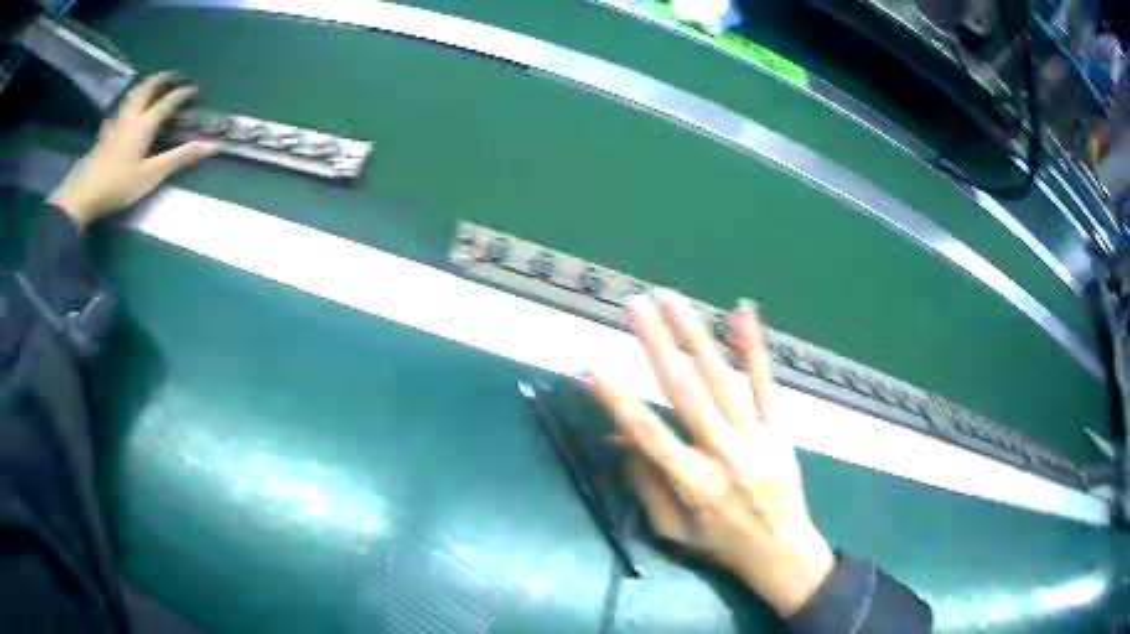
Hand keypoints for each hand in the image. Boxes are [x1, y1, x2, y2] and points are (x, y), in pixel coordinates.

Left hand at [48, 72, 216, 228]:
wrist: (82, 195)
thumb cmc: (117, 185)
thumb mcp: (150, 176)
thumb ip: (178, 159)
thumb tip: (211, 145)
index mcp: (145, 123)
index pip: (168, 101)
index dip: (183, 93)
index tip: (194, 90)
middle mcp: (131, 116)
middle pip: (149, 87)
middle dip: (164, 79)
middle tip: (174, 76)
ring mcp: (116, 123)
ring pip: (133, 93)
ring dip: (147, 84)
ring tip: (153, 84)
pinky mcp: (106, 133)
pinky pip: (123, 106)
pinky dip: (132, 99)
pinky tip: (130, 109)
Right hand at [588, 290, 833, 617]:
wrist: (782, 552)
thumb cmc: (721, 545)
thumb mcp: (673, 531)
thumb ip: (648, 486)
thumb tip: (623, 440)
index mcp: (691, 484)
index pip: (647, 434)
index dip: (616, 400)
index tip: (590, 366)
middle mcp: (721, 454)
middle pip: (684, 393)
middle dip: (656, 345)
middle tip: (634, 305)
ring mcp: (754, 438)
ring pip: (720, 379)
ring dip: (694, 335)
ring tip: (670, 299)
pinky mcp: (778, 431)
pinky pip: (765, 385)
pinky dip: (752, 349)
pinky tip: (741, 314)